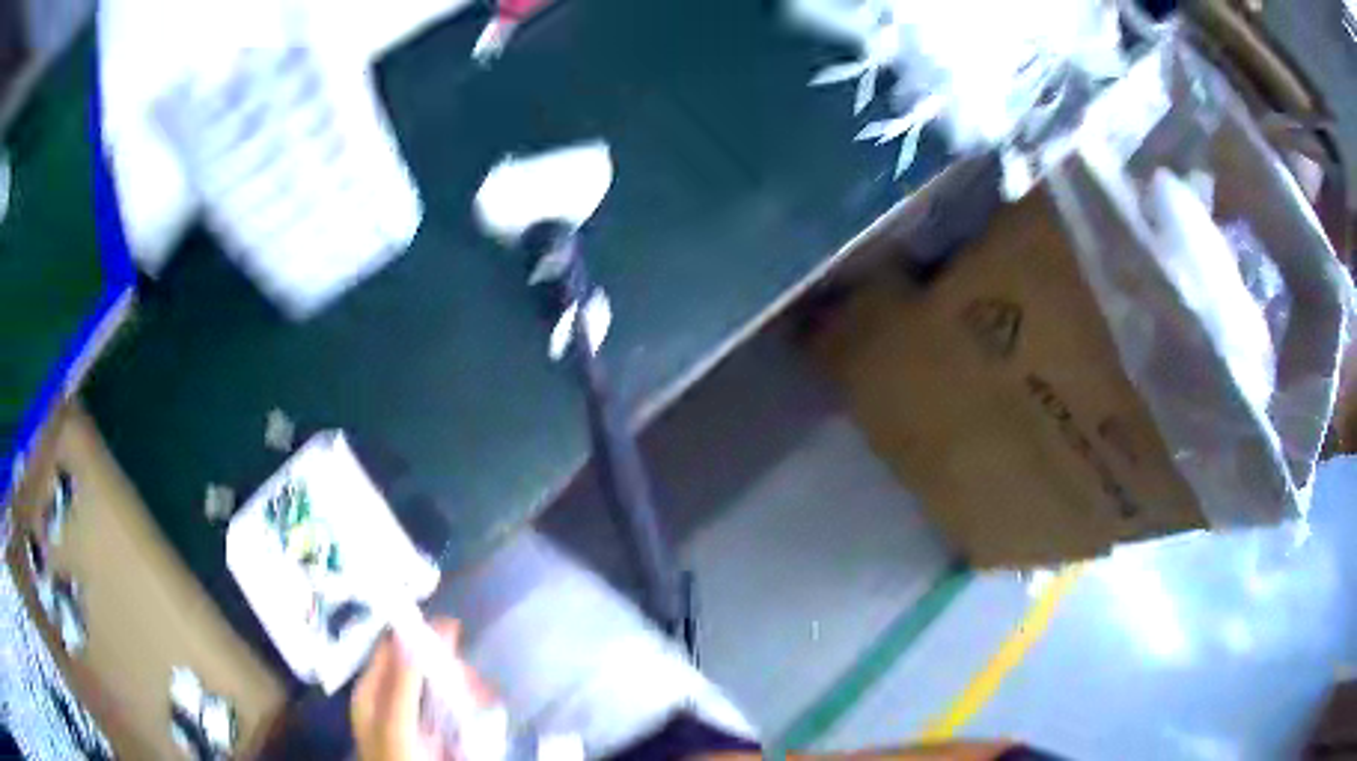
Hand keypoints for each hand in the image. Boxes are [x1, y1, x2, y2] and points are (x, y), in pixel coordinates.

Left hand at [351, 618, 492, 760]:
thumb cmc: (398, 760)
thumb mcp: (395, 725)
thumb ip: (401, 683)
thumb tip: (409, 633)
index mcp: (373, 691)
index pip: (392, 648)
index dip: (417, 634)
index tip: (452, 631)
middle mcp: (393, 698)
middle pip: (422, 666)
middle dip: (450, 667)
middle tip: (473, 678)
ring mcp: (417, 717)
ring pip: (443, 686)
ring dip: (466, 686)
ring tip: (485, 696)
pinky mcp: (439, 734)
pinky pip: (457, 710)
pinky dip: (472, 705)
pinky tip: (485, 707)